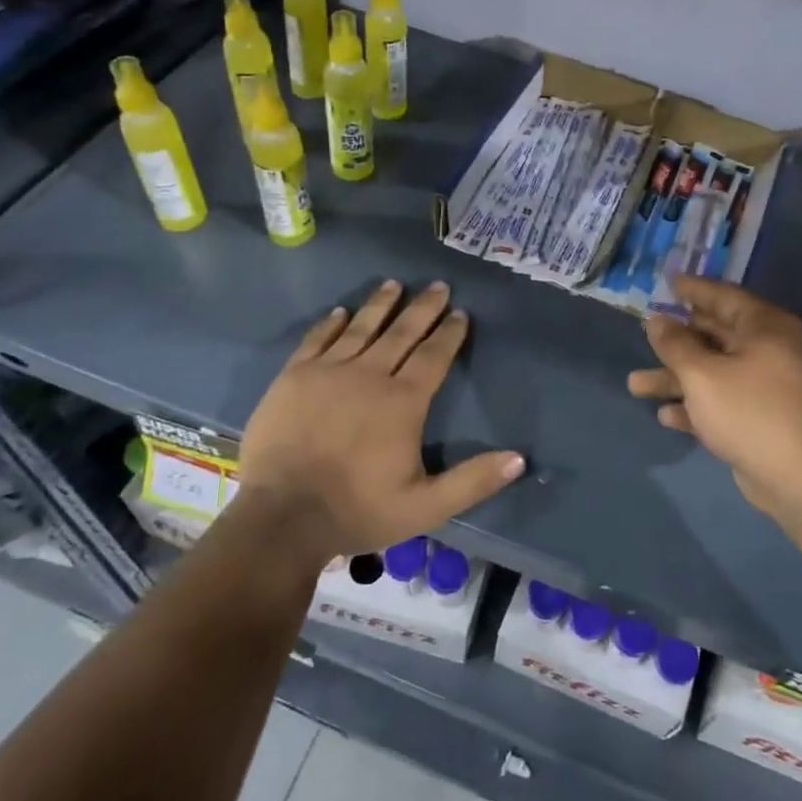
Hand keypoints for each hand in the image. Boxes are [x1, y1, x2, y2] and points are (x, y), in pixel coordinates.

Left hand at [230, 280, 524, 565]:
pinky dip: (332, 323)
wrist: (282, 516)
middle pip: (402, 333)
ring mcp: (328, 371)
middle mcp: (369, 375)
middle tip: (438, 286)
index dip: (450, 333)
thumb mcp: (426, 507)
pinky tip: (341, 311)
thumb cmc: (357, 510)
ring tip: (393, 284)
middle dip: (423, 308)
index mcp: (403, 401)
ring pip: (362, 327)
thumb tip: (519, 459)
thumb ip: (473, 481)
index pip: (434, 356)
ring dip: (380, 304)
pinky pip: (317, 339)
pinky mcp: (294, 376)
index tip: (460, 313)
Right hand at [628, 276, 801, 527]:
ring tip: (634, 385)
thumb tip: (656, 320)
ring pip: (712, 372)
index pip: (723, 296)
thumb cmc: (748, 411)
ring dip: (675, 378)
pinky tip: (665, 416)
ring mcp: (764, 385)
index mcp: (764, 327)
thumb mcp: (702, 373)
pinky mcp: (759, 418)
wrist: (797, 477)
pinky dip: (694, 406)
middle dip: (675, 340)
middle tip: (644, 331)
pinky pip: (720, 401)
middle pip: (714, 335)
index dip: (692, 289)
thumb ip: (675, 344)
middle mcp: (767, 349)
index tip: (666, 282)